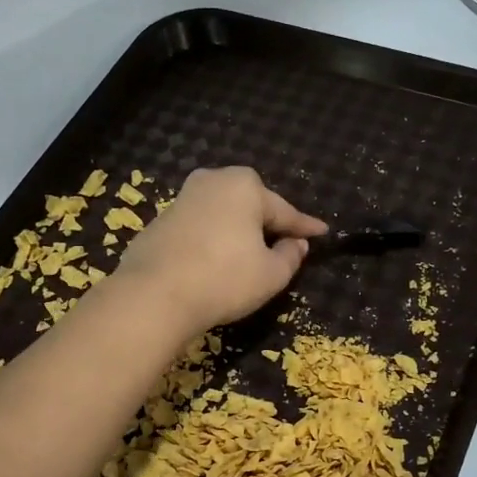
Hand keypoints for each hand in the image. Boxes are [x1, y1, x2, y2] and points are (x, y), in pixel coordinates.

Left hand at [114, 167, 327, 334]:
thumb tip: (295, 244)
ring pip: (223, 215)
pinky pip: (200, 229)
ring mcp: (182, 199)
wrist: (153, 295)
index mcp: (245, 186)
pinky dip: (213, 241)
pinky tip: (217, 261)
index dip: (305, 227)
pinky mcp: (160, 221)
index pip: (285, 212)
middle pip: (252, 206)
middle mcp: (213, 181)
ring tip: (251, 254)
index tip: (323, 232)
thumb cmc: (224, 279)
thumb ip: (291, 256)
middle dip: (268, 223)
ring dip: (239, 232)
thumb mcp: (272, 275)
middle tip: (286, 243)